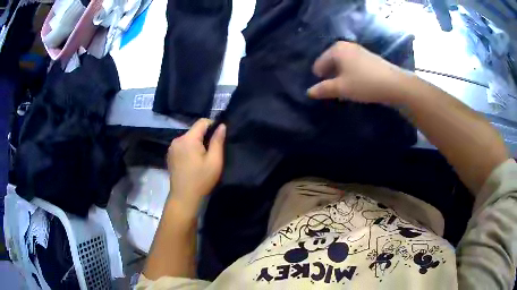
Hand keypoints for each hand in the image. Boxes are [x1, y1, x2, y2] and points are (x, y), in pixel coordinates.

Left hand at [167, 119, 225, 214]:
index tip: (219, 137)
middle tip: (212, 151)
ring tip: (202, 158)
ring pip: (188, 138)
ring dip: (196, 143)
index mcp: (188, 139)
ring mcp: (172, 147)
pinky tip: (192, 162)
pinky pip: (182, 145)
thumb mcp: (214, 161)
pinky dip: (189, 149)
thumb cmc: (201, 179)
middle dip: (204, 136)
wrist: (184, 197)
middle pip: (194, 130)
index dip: (213, 125)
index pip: (202, 122)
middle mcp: (177, 139)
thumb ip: (218, 141)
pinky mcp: (170, 155)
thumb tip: (221, 125)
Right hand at [307, 41, 407, 103]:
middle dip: (330, 76)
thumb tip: (309, 92)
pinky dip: (351, 74)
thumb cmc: (364, 83)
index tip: (322, 89)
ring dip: (341, 76)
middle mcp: (346, 46)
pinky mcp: (368, 57)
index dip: (319, 77)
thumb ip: (323, 89)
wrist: (394, 84)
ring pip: (343, 64)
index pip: (319, 63)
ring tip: (344, 89)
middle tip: (333, 90)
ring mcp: (358, 50)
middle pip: (331, 62)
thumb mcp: (341, 88)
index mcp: (336, 49)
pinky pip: (353, 65)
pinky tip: (356, 84)